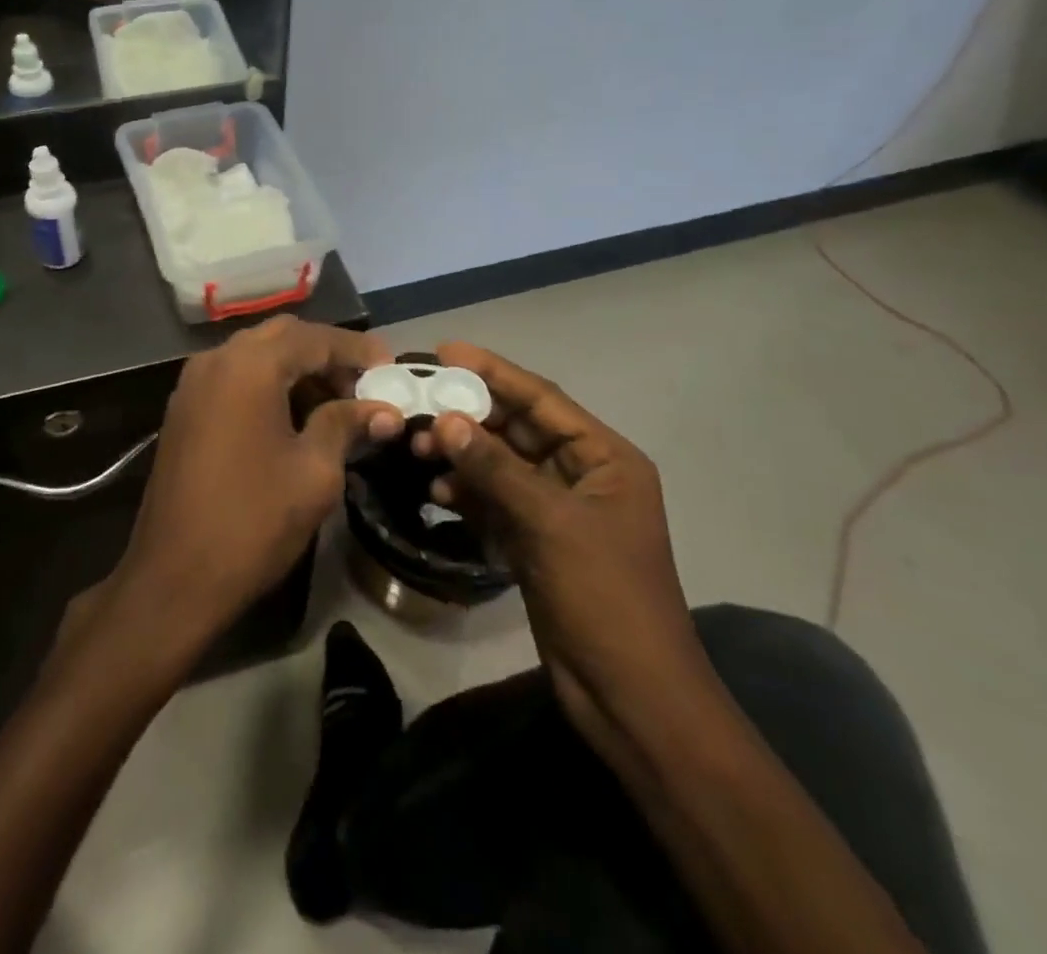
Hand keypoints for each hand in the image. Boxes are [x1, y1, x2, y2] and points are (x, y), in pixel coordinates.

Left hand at [112, 317, 398, 650]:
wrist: (174, 575)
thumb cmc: (253, 521)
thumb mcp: (314, 472)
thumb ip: (346, 425)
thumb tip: (383, 409)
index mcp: (250, 366)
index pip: (315, 338)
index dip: (357, 350)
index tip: (392, 369)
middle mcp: (217, 359)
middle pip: (283, 336)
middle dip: (327, 354)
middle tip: (364, 385)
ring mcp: (193, 382)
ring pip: (256, 354)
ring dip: (297, 368)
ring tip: (336, 403)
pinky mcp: (184, 408)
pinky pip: (234, 376)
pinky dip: (268, 383)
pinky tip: (294, 416)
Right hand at [416, 343, 709, 754]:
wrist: (630, 697)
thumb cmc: (605, 597)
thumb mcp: (551, 523)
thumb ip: (495, 468)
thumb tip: (445, 420)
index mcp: (604, 458)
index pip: (541, 399)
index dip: (494, 371)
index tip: (445, 350)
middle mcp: (582, 475)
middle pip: (516, 430)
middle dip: (468, 416)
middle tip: (417, 402)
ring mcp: (557, 511)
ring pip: (500, 466)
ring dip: (461, 455)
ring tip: (416, 446)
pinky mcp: (537, 542)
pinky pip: (495, 502)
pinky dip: (467, 493)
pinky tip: (436, 490)